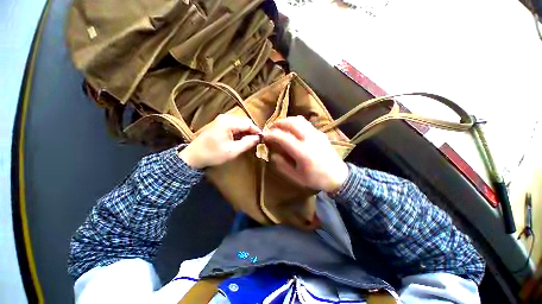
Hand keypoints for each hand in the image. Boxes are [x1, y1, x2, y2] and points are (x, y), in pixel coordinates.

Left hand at [179, 114, 260, 168]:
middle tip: (256, 141)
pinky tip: (241, 140)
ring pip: (240, 124)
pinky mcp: (220, 124)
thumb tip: (258, 138)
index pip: (248, 123)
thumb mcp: (232, 151)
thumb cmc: (213, 154)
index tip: (262, 139)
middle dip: (251, 131)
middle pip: (244, 122)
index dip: (256, 131)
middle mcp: (225, 118)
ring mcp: (222, 120)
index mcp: (228, 123)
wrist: (194, 156)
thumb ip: (247, 143)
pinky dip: (240, 132)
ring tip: (250, 142)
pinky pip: (234, 126)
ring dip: (246, 132)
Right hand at [263, 116, 348, 192]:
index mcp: (302, 151)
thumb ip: (282, 165)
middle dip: (279, 123)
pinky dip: (296, 123)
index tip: (264, 136)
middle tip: (272, 128)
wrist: (338, 177)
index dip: (271, 135)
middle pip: (291, 123)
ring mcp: (317, 134)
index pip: (283, 137)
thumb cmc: (316, 178)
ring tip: (281, 127)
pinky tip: (294, 131)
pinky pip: (306, 123)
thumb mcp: (296, 176)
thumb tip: (273, 154)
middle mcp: (309, 139)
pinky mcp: (321, 133)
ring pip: (299, 120)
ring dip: (288, 121)